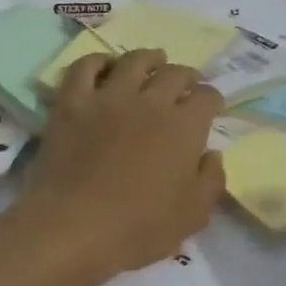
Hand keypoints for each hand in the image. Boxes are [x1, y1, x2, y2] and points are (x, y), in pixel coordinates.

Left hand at [19, 48, 226, 274]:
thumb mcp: (193, 215)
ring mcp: (108, 97)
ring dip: (149, 58)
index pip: (207, 97)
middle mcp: (150, 101)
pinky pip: (85, 67)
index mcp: (184, 127)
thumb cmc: (139, 227)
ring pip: (134, 61)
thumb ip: (211, 180)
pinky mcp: (72, 103)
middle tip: (187, 83)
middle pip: (174, 73)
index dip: (213, 99)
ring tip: (153, 61)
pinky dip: (97, 61)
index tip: (211, 106)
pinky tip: (104, 65)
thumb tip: (211, 154)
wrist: (73, 226)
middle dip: (187, 75)